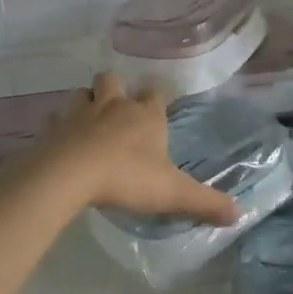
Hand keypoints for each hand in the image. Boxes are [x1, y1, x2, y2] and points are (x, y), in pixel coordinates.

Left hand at [34, 73, 238, 225]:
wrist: (70, 175)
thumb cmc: (127, 177)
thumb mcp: (173, 193)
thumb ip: (206, 202)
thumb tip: (239, 213)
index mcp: (145, 115)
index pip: (156, 93)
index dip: (157, 98)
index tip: (158, 106)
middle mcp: (113, 105)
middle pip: (114, 80)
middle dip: (116, 88)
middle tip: (117, 108)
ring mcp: (79, 113)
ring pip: (82, 94)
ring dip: (86, 103)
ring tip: (89, 121)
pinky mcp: (52, 129)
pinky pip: (54, 120)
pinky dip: (58, 127)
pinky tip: (61, 140)